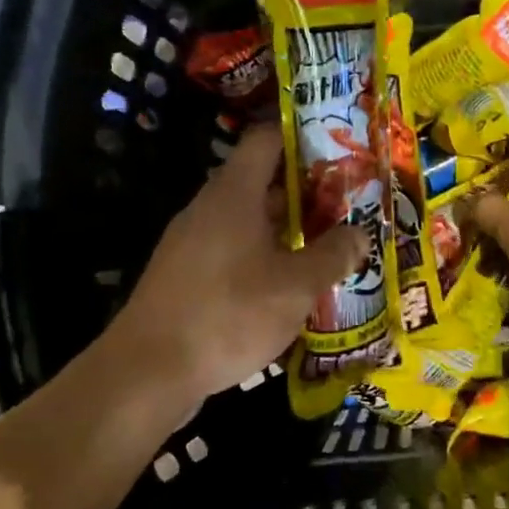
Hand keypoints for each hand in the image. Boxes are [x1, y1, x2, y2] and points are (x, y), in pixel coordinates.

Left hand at [111, 123, 366, 405]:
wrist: (147, 373)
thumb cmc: (228, 315)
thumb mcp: (296, 287)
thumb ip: (333, 255)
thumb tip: (360, 234)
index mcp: (234, 194)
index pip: (266, 140)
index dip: (302, 135)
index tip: (339, 147)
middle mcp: (209, 208)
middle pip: (262, 182)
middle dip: (307, 191)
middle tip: (349, 204)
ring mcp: (192, 243)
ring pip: (249, 221)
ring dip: (288, 229)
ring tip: (330, 245)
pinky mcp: (186, 276)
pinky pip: (233, 252)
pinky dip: (265, 257)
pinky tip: (292, 285)